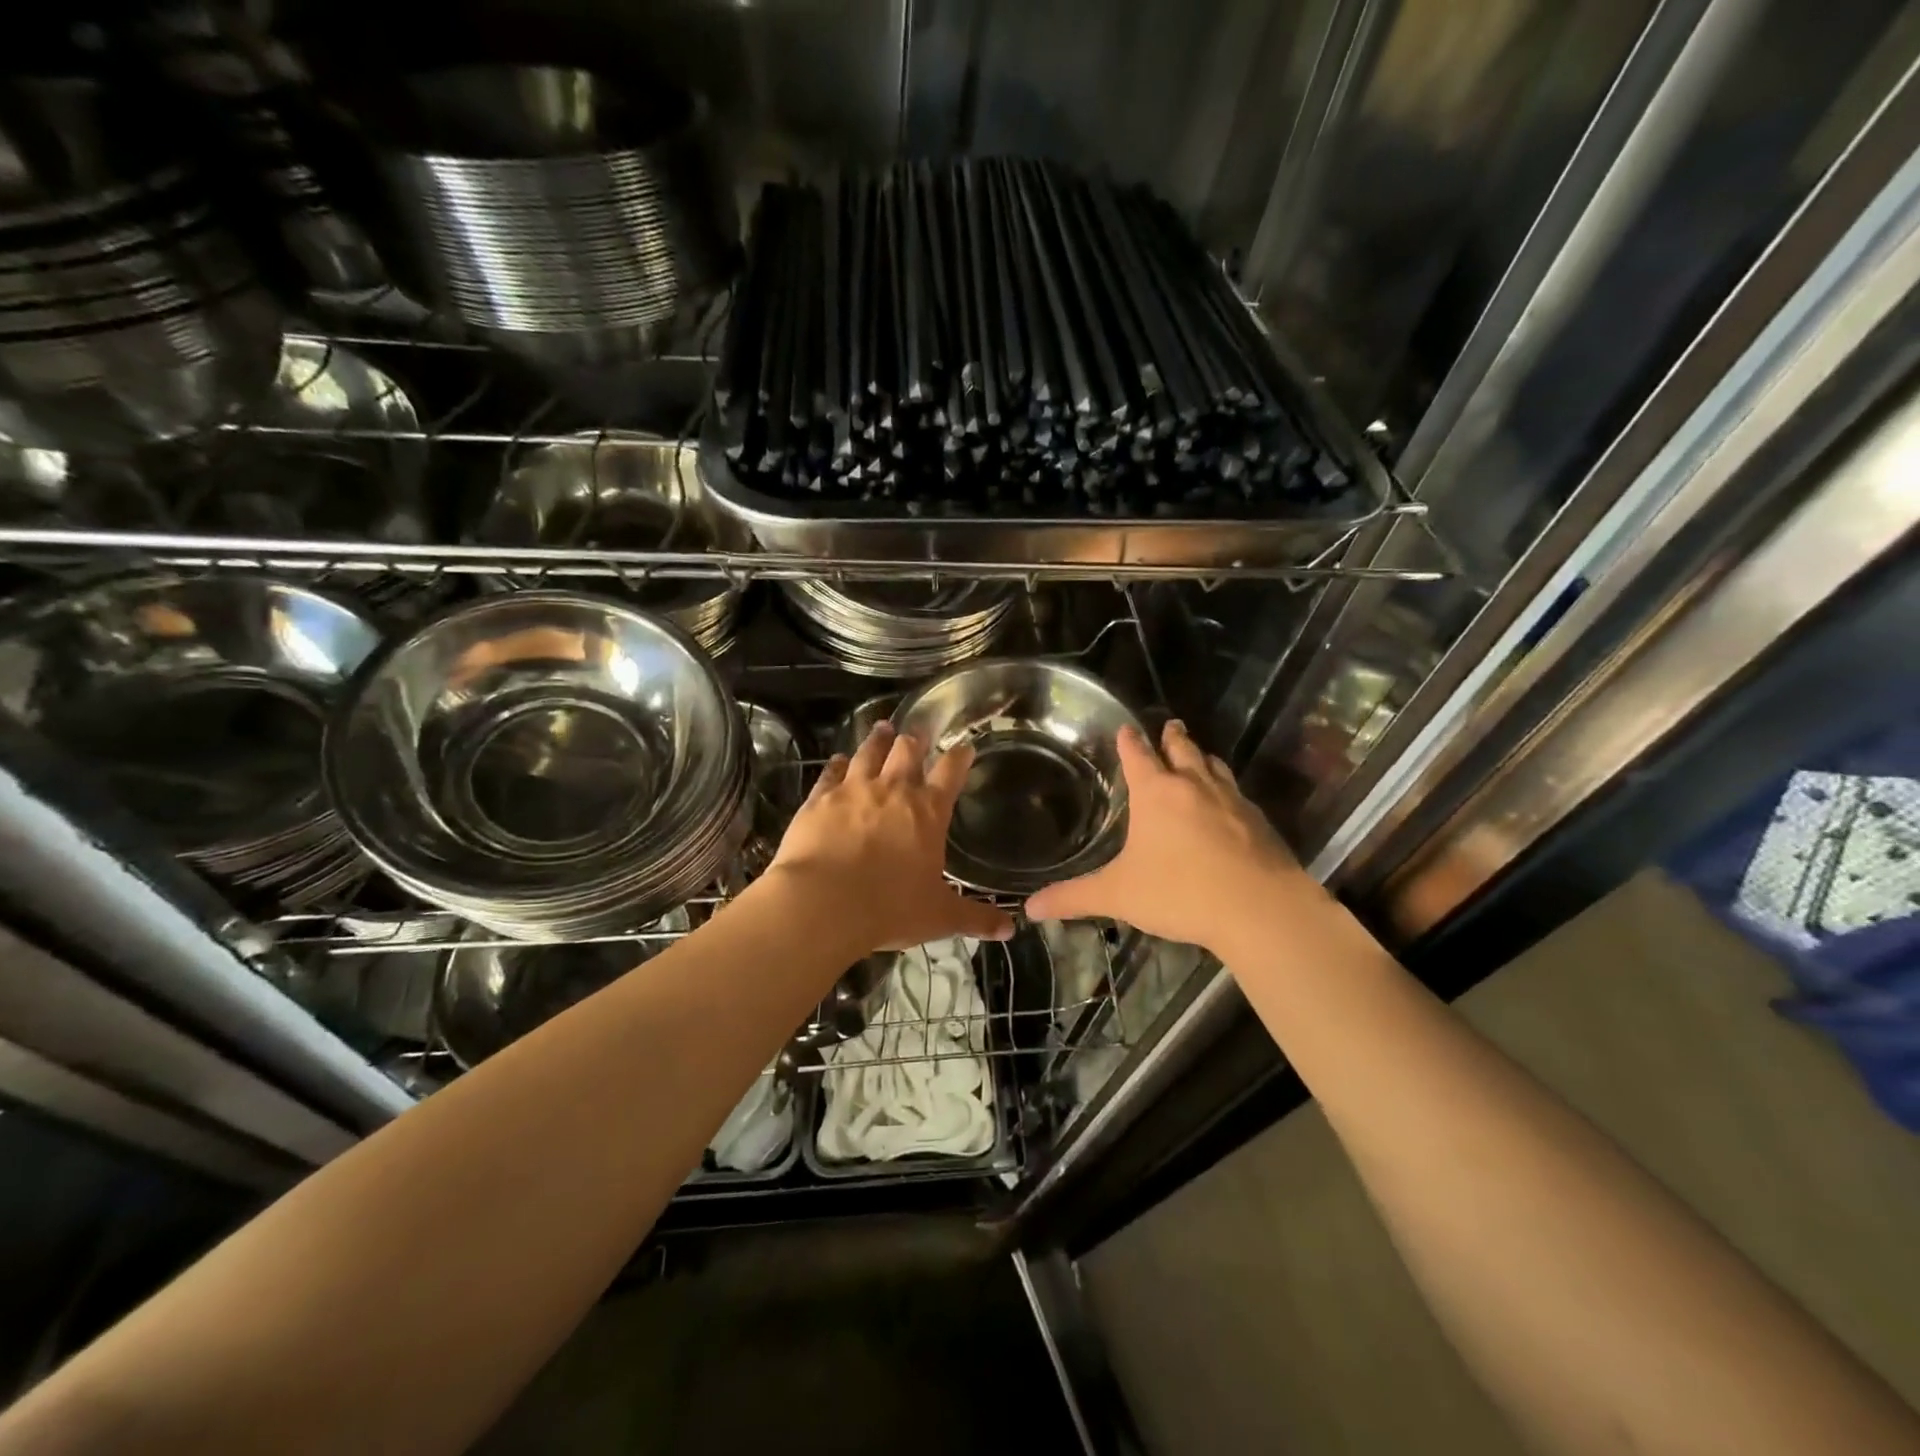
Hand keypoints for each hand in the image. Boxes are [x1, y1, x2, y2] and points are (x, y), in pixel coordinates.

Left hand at [767, 721, 1013, 950]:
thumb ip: (975, 918)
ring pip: (869, 752)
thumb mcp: (939, 917)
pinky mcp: (819, 799)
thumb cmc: (889, 908)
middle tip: (919, 733)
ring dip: (878, 740)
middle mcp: (893, 790)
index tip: (965, 747)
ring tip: (883, 728)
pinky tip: (840, 760)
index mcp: (928, 811)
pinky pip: (831, 773)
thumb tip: (1011, 929)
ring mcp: (853, 790)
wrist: (822, 903)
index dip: (960, 757)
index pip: (951, 772)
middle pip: (907, 751)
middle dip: (916, 740)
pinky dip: (838, 764)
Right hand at [1025, 720, 1322, 955]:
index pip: (1138, 755)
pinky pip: (1238, 794)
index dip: (1129, 740)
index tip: (1126, 727)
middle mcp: (1194, 786)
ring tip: (1198, 756)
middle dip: (1172, 737)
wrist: (1259, 909)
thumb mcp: (1118, 895)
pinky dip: (1228, 790)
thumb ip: (1074, 898)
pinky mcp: (1260, 822)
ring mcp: (1232, 800)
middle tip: (1170, 725)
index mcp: (1156, 793)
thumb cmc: (1179, 892)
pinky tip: (1229, 805)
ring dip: (1203, 758)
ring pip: (1214, 767)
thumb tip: (1030, 908)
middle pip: (1182, 750)